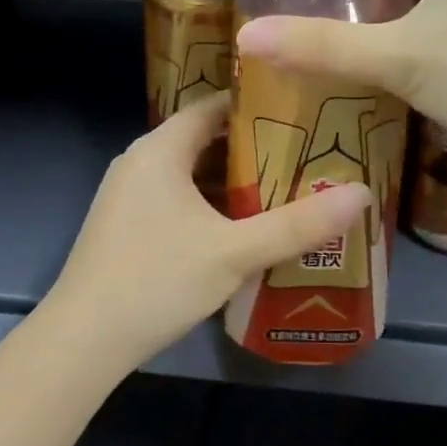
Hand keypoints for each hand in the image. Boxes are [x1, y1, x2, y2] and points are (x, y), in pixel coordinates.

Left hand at [44, 92, 373, 369]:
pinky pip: (176, 201)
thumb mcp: (235, 252)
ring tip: (286, 191)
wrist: (84, 339)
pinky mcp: (125, 228)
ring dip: (232, 184)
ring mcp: (128, 197)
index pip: (213, 107)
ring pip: (190, 176)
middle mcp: (139, 163)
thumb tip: (362, 195)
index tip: (303, 113)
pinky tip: (241, 231)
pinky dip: (209, 208)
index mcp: (160, 150)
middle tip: (307, 157)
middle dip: (254, 150)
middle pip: (204, 141)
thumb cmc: (157, 280)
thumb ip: (298, 224)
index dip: (258, 106)